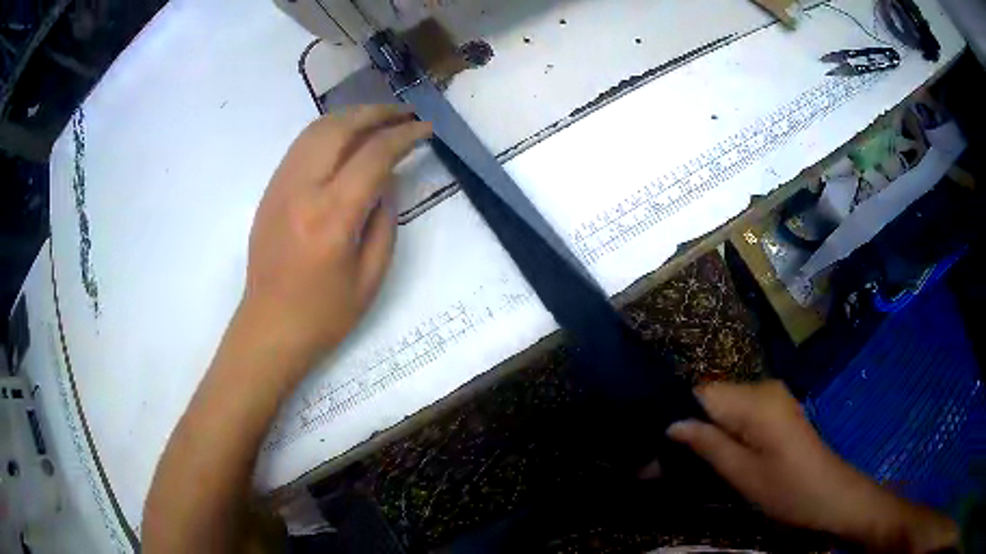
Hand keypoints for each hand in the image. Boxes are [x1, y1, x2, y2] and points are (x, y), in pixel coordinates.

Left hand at [239, 106, 431, 370]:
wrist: (270, 327)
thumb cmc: (325, 314)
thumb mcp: (372, 277)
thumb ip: (385, 221)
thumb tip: (387, 179)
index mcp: (332, 217)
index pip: (373, 155)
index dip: (404, 135)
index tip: (425, 130)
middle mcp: (302, 190)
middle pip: (340, 127)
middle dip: (377, 112)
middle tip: (404, 114)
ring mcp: (280, 186)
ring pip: (316, 130)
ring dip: (350, 116)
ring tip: (377, 119)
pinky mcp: (270, 191)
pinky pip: (300, 146)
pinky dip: (327, 132)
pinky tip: (344, 139)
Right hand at [667, 380, 957, 552]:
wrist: (831, 494)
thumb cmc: (787, 489)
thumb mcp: (742, 474)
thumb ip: (707, 445)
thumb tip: (672, 425)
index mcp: (755, 400)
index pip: (701, 391)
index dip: (675, 413)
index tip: (653, 443)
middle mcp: (763, 387)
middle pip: (712, 397)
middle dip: (688, 425)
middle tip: (663, 461)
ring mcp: (773, 397)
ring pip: (725, 405)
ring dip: (705, 430)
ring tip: (685, 460)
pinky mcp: (777, 409)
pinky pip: (740, 411)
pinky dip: (723, 430)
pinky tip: (714, 451)